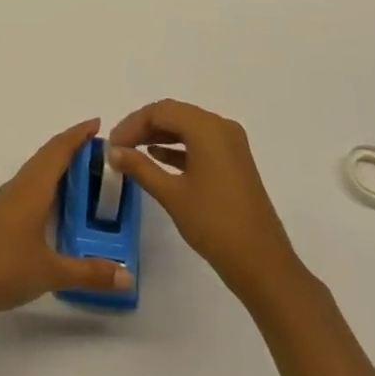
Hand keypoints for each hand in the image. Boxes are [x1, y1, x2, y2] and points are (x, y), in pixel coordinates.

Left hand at [0, 119, 134, 333]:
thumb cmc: (3, 268)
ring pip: (36, 171)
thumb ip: (89, 273)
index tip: (97, 123)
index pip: (58, 151)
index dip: (77, 135)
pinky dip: (46, 183)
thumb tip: (128, 277)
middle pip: (46, 155)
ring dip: (57, 164)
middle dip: (71, 146)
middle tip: (99, 149)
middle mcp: (19, 187)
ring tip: (83, 171)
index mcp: (32, 189)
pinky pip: (29, 186)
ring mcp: (6, 201)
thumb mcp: (50, 272)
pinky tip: (54, 201)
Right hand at [108, 99, 303, 303]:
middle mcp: (221, 127)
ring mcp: (231, 144)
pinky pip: (200, 142)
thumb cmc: (214, 225)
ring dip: (159, 136)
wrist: (262, 264)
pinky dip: (178, 147)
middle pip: (175, 114)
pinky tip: (158, 158)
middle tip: (119, 146)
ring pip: (187, 127)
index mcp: (207, 128)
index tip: (112, 144)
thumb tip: (112, 151)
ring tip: (132, 152)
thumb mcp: (172, 194)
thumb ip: (140, 167)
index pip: (161, 111)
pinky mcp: (235, 161)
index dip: (132, 124)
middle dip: (144, 127)